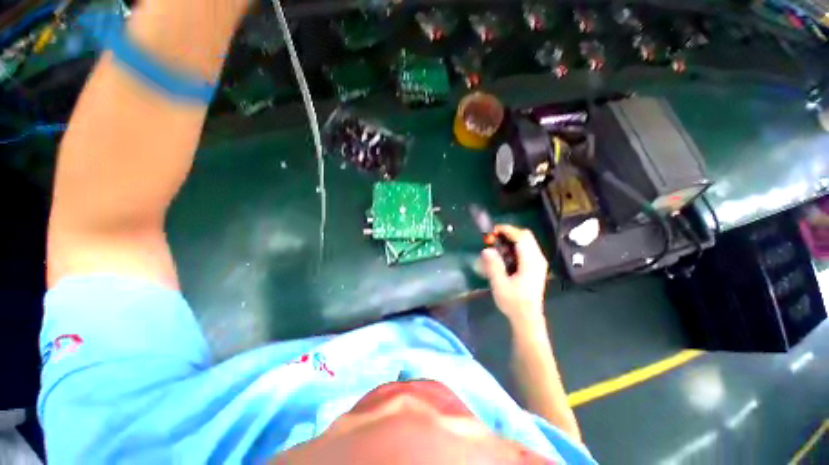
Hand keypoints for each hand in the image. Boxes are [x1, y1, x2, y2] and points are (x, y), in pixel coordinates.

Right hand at [480, 225, 547, 328]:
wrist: (527, 318)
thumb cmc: (513, 302)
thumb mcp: (500, 284)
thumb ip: (494, 265)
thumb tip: (487, 249)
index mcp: (531, 261)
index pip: (521, 237)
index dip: (507, 230)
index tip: (492, 231)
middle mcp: (538, 259)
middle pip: (526, 236)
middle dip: (509, 233)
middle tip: (493, 238)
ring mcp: (538, 263)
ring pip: (526, 242)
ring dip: (511, 240)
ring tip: (496, 246)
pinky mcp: (535, 267)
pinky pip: (526, 249)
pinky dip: (514, 247)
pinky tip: (504, 256)